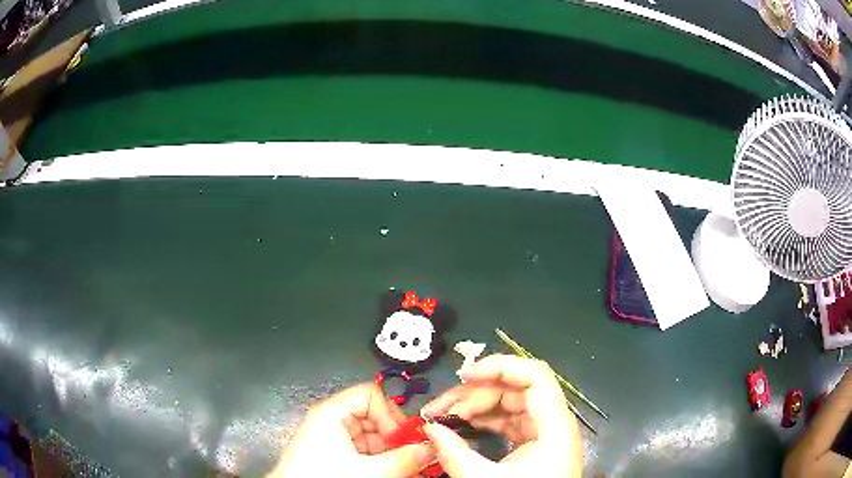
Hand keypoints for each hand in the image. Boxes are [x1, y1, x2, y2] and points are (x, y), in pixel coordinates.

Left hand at [267, 383, 434, 477]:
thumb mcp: (368, 471)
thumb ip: (403, 459)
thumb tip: (429, 449)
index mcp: (332, 412)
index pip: (371, 395)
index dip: (391, 414)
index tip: (406, 437)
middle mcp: (331, 420)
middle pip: (373, 416)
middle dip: (395, 437)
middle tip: (410, 455)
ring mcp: (331, 438)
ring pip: (371, 436)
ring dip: (390, 451)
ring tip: (401, 468)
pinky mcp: (332, 454)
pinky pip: (363, 450)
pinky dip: (379, 460)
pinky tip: (388, 472)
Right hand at [421, 354, 581, 476]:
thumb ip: (455, 454)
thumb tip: (430, 428)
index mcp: (555, 426)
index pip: (535, 376)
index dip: (500, 367)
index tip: (464, 375)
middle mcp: (554, 422)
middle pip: (516, 389)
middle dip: (475, 393)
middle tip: (440, 408)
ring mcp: (545, 433)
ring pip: (510, 404)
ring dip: (476, 406)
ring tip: (444, 417)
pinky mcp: (535, 443)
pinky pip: (510, 421)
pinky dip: (485, 420)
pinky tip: (463, 425)